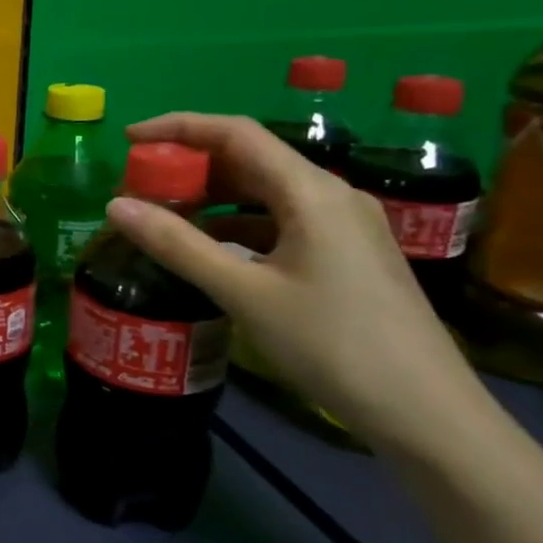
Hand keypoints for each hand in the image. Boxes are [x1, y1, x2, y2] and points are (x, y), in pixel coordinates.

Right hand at [104, 113, 497, 459]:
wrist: (426, 415)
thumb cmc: (332, 344)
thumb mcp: (244, 293)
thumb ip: (177, 245)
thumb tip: (115, 205)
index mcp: (311, 192)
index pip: (236, 133)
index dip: (178, 127)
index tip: (129, 139)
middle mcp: (331, 196)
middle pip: (250, 158)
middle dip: (190, 165)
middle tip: (139, 186)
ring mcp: (345, 226)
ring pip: (265, 192)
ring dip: (212, 196)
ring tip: (164, 216)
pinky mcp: (347, 255)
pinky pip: (281, 220)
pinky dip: (237, 223)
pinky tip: (210, 249)